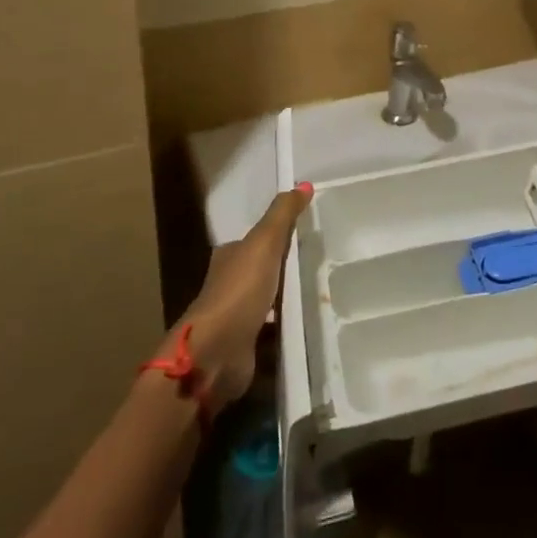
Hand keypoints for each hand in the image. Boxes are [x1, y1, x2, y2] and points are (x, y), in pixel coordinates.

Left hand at [168, 185, 312, 410]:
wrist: (216, 354)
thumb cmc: (239, 291)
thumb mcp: (264, 243)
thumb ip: (282, 215)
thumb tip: (303, 184)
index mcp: (228, 258)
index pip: (254, 241)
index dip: (276, 236)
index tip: (303, 234)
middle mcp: (229, 286)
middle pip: (261, 272)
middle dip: (284, 270)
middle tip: (317, 265)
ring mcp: (236, 319)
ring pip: (267, 303)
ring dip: (286, 301)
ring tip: (320, 295)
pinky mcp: (246, 347)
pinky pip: (273, 332)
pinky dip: (286, 329)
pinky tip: (308, 327)